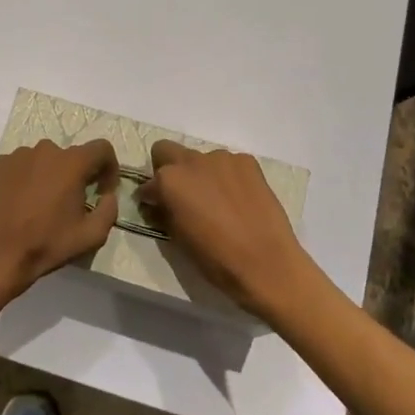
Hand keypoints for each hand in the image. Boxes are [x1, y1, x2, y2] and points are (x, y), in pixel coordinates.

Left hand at [0, 140, 119, 301]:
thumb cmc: (46, 244)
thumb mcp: (91, 236)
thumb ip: (109, 210)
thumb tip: (108, 195)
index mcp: (71, 163)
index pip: (102, 149)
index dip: (109, 167)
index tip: (102, 190)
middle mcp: (45, 150)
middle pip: (71, 156)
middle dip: (77, 175)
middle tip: (71, 203)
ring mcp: (18, 155)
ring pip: (44, 160)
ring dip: (50, 176)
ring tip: (42, 205)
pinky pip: (21, 166)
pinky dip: (27, 178)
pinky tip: (20, 203)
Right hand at [135, 139, 310, 314]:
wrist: (266, 263)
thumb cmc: (215, 258)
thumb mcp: (178, 239)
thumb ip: (163, 213)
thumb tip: (157, 205)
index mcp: (169, 181)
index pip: (147, 184)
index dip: (150, 197)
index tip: (155, 208)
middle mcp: (192, 161)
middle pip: (166, 151)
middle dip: (166, 168)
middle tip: (180, 195)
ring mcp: (222, 159)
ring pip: (200, 158)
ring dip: (200, 174)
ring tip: (216, 201)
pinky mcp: (248, 162)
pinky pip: (228, 164)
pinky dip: (226, 177)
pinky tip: (237, 199)